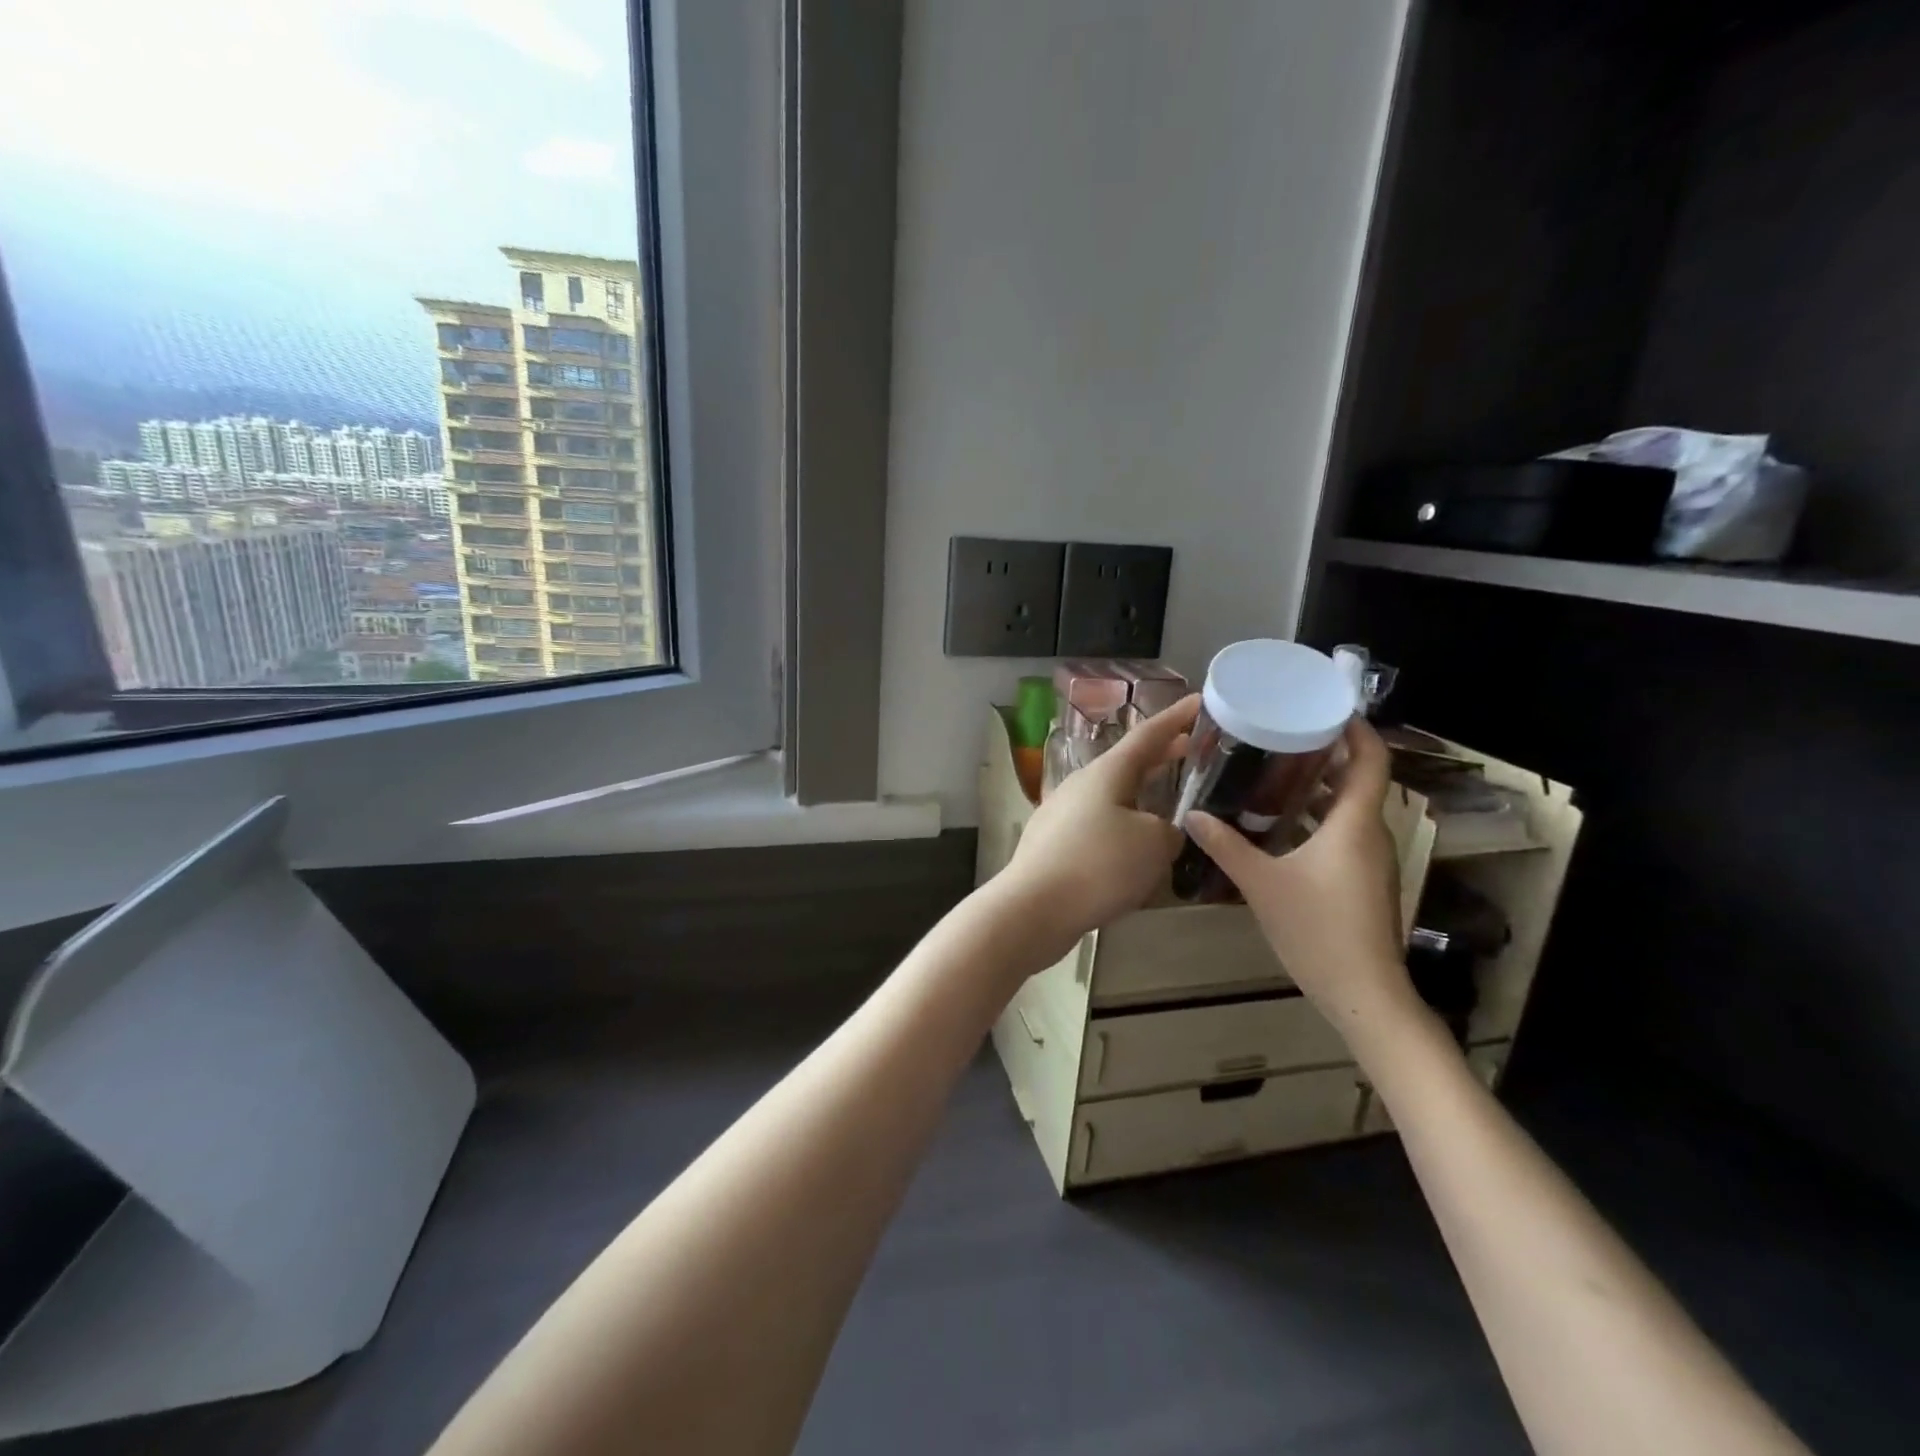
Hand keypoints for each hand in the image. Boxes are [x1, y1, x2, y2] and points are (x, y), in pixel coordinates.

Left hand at [995, 695, 1198, 956]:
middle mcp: (1081, 785)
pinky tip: (1135, 847)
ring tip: (1168, 798)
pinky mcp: (1054, 844)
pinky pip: (1099, 824)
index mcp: (1107, 772)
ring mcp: (1063, 813)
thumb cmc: (1099, 866)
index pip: (1148, 734)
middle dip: (1161, 755)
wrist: (1033, 908)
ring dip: (1142, 792)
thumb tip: (1161, 832)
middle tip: (1192, 748)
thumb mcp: (1154, 844)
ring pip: (1112, 794)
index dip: (1177, 718)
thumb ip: (1169, 831)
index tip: (1199, 701)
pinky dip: (1123, 824)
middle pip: (1128, 763)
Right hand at [1185, 719, 1419, 1034]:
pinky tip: (1279, 825)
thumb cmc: (1318, 930)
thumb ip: (1226, 846)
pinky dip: (1318, 818)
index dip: (1354, 728)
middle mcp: (1371, 833)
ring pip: (1350, 808)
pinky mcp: (1364, 880)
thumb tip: (1192, 815)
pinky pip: (1344, 833)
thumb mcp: (1262, 884)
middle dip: (1326, 753)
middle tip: (1281, 735)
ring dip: (1320, 788)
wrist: (1364, 994)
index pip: (1371, 758)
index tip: (1323, 707)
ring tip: (1273, 773)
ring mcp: (1371, 859)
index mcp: (1355, 823)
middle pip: (1360, 778)